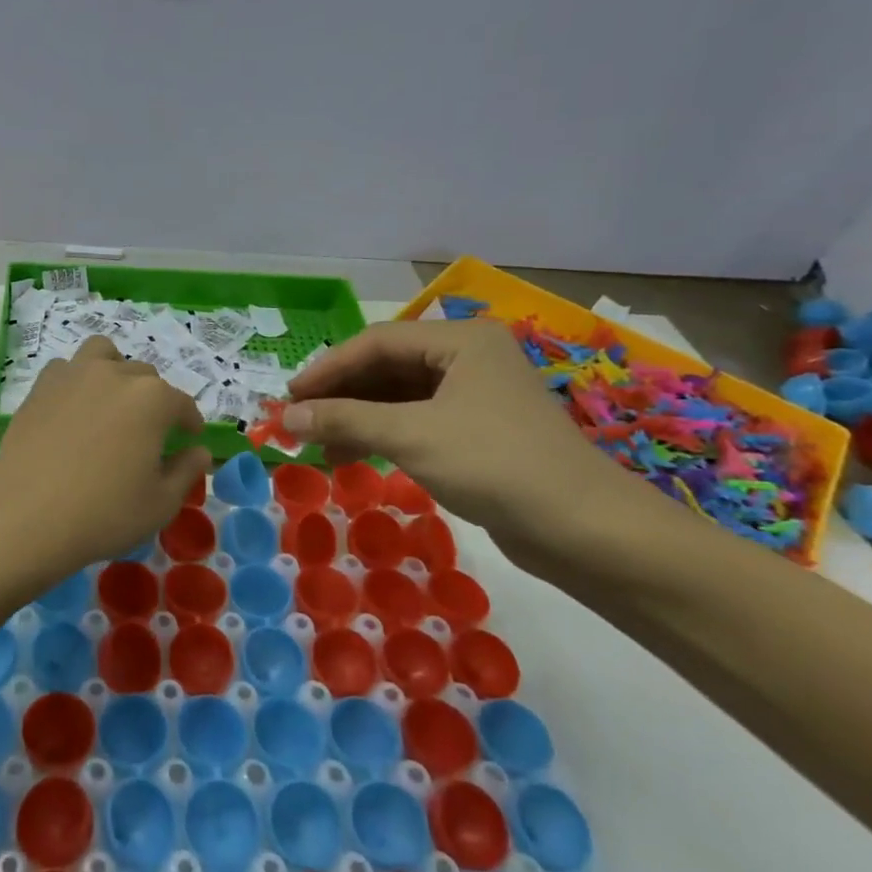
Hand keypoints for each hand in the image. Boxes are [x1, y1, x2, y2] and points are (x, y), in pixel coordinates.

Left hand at [0, 337, 212, 594]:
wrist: (24, 515)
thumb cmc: (103, 513)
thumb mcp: (160, 503)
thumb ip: (186, 471)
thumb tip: (200, 451)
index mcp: (152, 399)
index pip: (181, 403)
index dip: (189, 421)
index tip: (190, 437)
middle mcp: (115, 375)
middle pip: (144, 376)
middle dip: (154, 399)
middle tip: (148, 432)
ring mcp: (73, 375)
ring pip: (103, 354)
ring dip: (114, 370)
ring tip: (111, 401)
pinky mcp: (40, 387)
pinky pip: (66, 369)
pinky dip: (77, 381)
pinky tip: (74, 409)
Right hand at [284, 319, 641, 542]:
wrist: (585, 531)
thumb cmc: (495, 465)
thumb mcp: (411, 437)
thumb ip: (345, 420)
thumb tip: (286, 418)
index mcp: (460, 341)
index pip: (375, 342)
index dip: (327, 369)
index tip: (288, 399)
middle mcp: (467, 358)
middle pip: (386, 367)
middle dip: (340, 395)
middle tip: (298, 422)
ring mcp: (475, 395)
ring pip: (399, 396)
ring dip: (357, 418)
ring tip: (320, 446)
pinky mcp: (478, 430)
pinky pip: (416, 420)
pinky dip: (382, 435)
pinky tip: (355, 456)